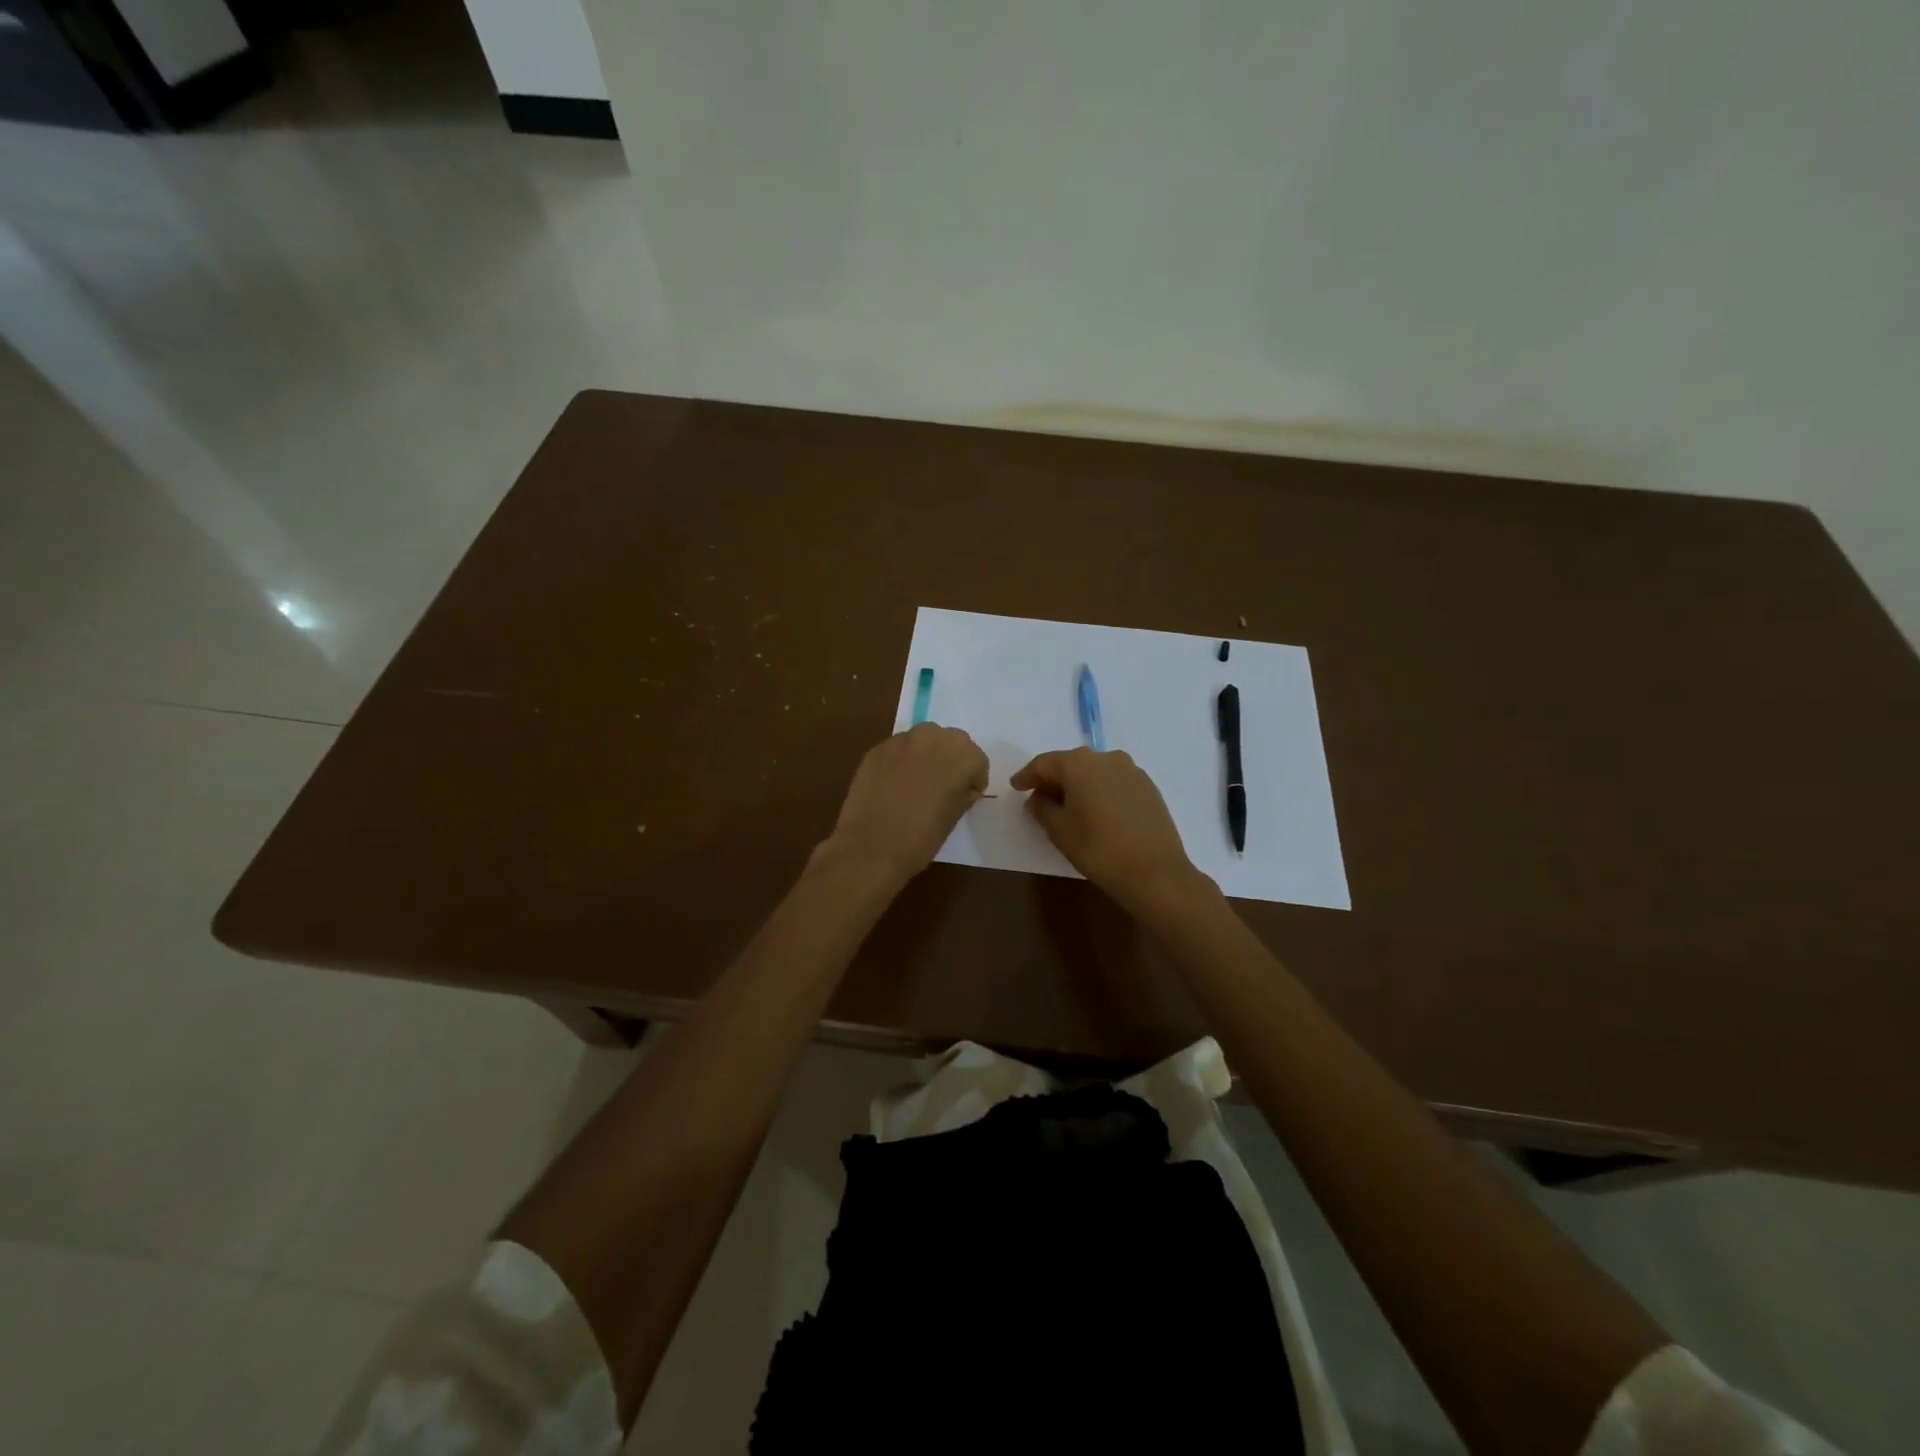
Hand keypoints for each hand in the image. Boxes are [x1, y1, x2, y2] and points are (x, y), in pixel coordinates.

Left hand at [821, 724, 988, 888]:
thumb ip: (963, 792)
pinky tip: (893, 785)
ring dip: (926, 755)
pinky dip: (902, 761)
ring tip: (917, 783)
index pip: (977, 760)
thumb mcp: (955, 816)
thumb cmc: (922, 837)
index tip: (965, 796)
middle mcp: (934, 737)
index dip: (973, 779)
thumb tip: (961, 786)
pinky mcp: (877, 749)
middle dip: (951, 760)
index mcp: (961, 755)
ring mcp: (902, 740)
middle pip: (952, 741)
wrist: (871, 848)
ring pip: (924, 740)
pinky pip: (898, 749)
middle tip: (943, 786)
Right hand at [1011, 748, 1204, 911]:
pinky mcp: (1148, 787)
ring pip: (1095, 772)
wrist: (1155, 872)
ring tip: (1068, 807)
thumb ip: (1042, 808)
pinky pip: (1114, 783)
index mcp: (1079, 763)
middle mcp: (1106, 758)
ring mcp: (1131, 771)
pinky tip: (1096, 812)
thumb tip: (1038, 798)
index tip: (1015, 787)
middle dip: (1053, 779)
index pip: (1044, 763)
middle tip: (1039, 798)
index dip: (1027, 776)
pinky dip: (1100, 792)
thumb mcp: (1059, 830)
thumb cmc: (1098, 849)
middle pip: (1071, 764)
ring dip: (1078, 785)